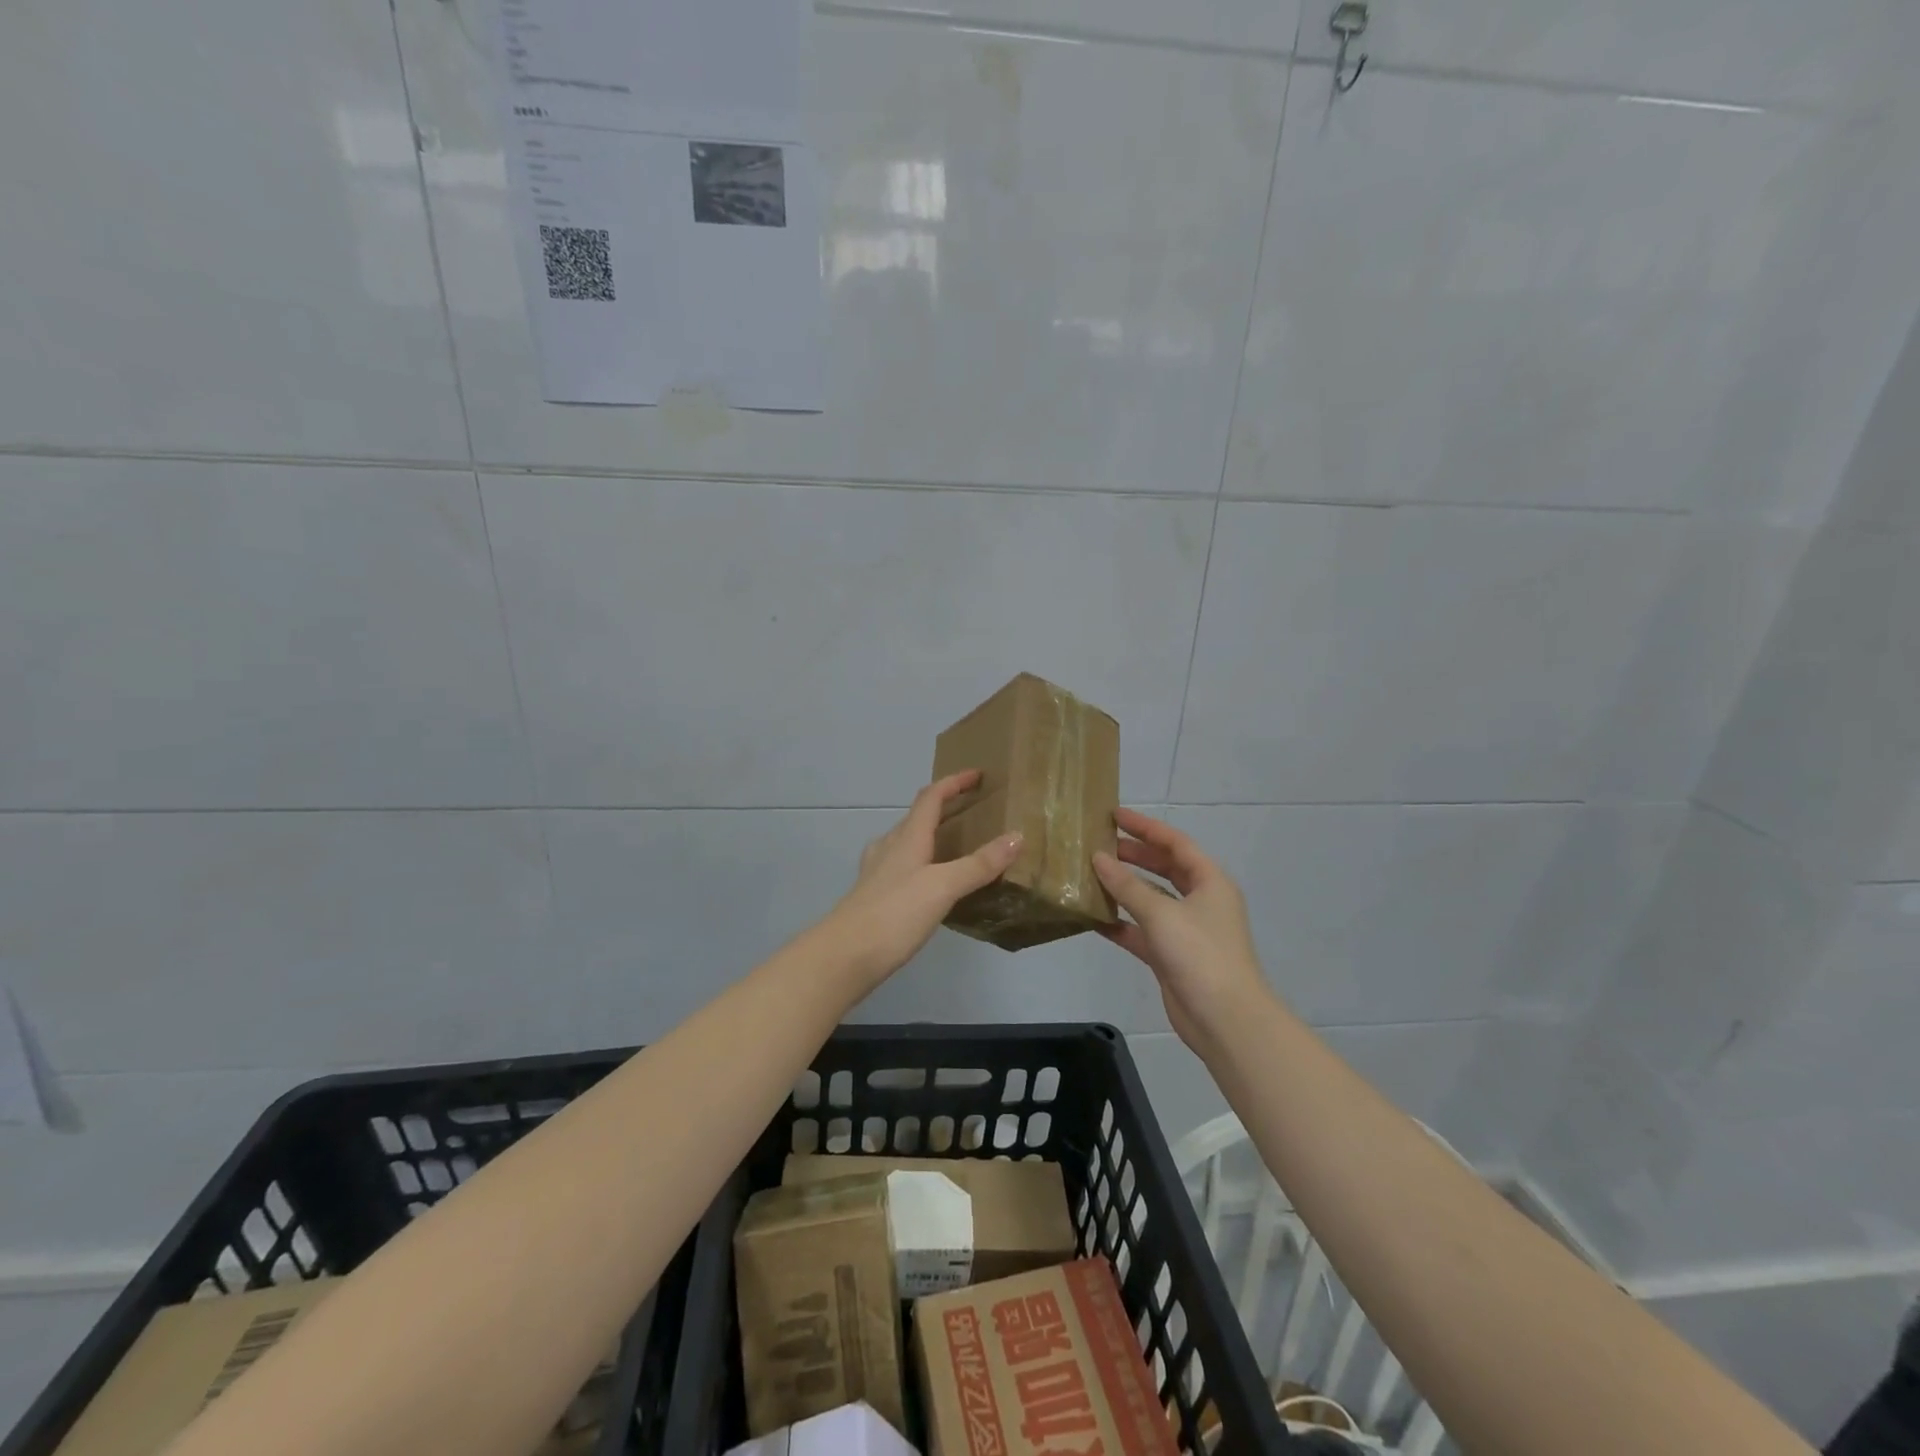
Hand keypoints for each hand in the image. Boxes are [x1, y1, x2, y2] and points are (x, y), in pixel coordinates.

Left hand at [823, 770, 1022, 992]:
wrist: (845, 956)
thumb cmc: (895, 914)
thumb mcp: (943, 886)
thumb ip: (979, 864)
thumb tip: (1016, 836)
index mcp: (908, 837)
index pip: (931, 797)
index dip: (953, 782)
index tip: (977, 775)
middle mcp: (890, 847)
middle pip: (917, 816)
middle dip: (943, 807)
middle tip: (972, 811)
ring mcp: (877, 872)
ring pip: (906, 842)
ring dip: (929, 835)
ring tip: (954, 845)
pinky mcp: (873, 896)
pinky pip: (901, 867)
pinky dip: (920, 863)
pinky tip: (928, 883)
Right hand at [1093, 808, 1271, 1054]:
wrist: (1224, 1019)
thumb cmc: (1199, 954)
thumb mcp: (1161, 913)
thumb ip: (1127, 885)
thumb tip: (1098, 858)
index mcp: (1210, 882)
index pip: (1175, 843)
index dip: (1146, 827)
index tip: (1115, 815)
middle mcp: (1200, 901)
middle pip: (1164, 868)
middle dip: (1134, 854)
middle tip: (1100, 843)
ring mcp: (1186, 930)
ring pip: (1151, 899)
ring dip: (1124, 888)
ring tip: (1091, 873)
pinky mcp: (1171, 956)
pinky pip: (1142, 930)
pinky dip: (1121, 923)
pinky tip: (1094, 917)